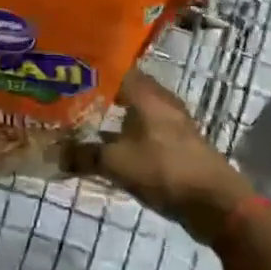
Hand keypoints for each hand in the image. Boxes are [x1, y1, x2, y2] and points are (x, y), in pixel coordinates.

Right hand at [62, 70, 243, 232]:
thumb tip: (54, 153)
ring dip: (115, 114)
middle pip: (126, 87)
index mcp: (145, 93)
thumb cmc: (164, 170)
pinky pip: (146, 129)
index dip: (92, 67)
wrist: (216, 203)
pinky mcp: (179, 143)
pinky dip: (128, 133)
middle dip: (100, 91)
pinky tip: (111, 145)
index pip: (115, 66)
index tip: (68, 70)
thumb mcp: (116, 163)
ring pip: (137, 109)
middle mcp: (160, 100)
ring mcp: (173, 122)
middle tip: (71, 96)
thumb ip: (83, 155)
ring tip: (86, 120)